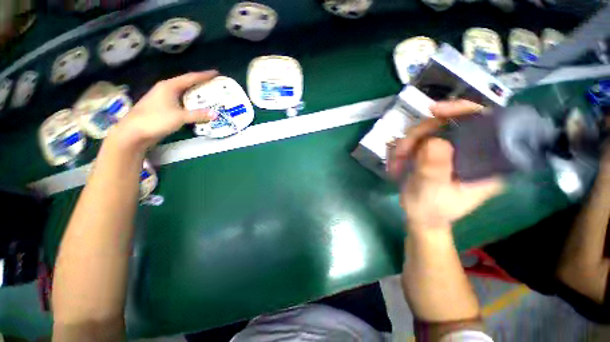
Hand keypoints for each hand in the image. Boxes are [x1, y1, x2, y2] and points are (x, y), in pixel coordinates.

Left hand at [112, 71, 218, 149]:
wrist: (133, 132)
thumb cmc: (156, 120)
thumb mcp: (179, 117)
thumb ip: (198, 115)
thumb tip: (215, 114)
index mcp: (169, 86)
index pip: (190, 78)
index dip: (204, 75)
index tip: (216, 73)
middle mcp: (166, 89)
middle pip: (186, 83)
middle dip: (200, 83)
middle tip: (214, 84)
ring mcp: (162, 97)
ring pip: (183, 91)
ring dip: (195, 92)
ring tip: (208, 94)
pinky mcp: (162, 106)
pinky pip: (180, 100)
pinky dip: (190, 101)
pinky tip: (195, 105)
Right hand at [388, 100, 504, 232]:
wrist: (420, 217)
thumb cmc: (431, 210)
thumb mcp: (432, 191)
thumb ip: (434, 168)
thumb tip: (433, 140)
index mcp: (487, 162)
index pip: (485, 123)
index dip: (462, 110)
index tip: (435, 111)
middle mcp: (472, 151)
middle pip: (449, 123)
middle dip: (420, 134)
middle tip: (402, 151)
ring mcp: (451, 151)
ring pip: (428, 130)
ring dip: (407, 143)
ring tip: (397, 162)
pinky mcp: (435, 153)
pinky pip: (418, 140)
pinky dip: (404, 148)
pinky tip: (398, 162)